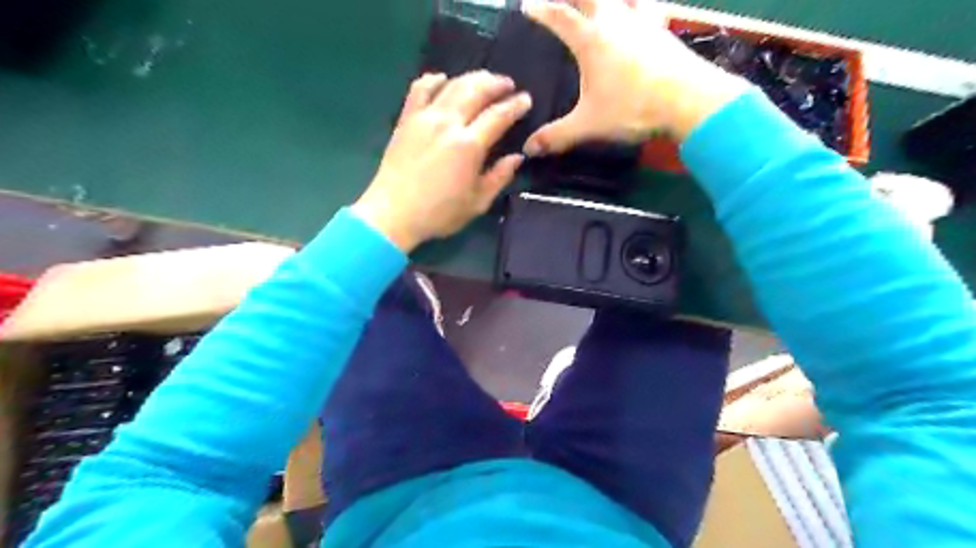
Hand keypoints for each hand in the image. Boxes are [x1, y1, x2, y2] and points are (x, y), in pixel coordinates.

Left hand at [352, 70, 531, 252]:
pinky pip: (420, 89)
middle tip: (508, 84)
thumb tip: (516, 157)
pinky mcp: (406, 120)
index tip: (526, 99)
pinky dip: (434, 80)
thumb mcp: (477, 203)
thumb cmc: (439, 213)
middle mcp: (448, 123)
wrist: (393, 214)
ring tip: (484, 80)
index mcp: (469, 145)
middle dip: (496, 84)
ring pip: (452, 85)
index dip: (515, 105)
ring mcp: (424, 118)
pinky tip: (443, 79)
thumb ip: (499, 177)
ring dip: (472, 78)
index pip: (498, 116)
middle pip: (476, 90)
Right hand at [522, 0, 748, 155]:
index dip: (541, 10)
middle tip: (563, 0)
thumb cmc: (633, 109)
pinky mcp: (664, 31)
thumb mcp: (589, 126)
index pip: (559, 17)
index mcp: (592, 40)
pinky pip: (650, 9)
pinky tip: (643, 13)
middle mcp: (616, 22)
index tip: (527, 6)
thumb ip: (557, 136)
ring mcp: (643, 23)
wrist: (688, 101)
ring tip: (604, 3)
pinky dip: (641, 6)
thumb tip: (529, 148)